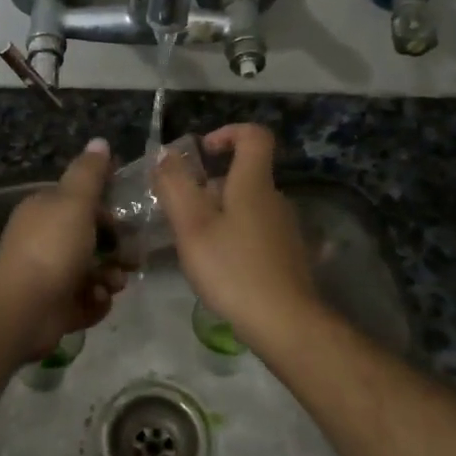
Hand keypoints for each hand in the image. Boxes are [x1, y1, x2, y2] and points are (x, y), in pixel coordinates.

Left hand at [0, 138, 128, 361]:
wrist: (24, 308)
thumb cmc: (52, 247)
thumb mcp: (75, 201)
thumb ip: (90, 173)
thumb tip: (100, 141)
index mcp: (45, 211)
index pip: (83, 203)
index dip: (109, 210)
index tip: (130, 218)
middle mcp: (45, 241)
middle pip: (92, 240)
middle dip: (116, 250)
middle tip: (132, 259)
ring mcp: (49, 276)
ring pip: (94, 272)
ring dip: (109, 277)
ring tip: (112, 284)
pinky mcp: (56, 307)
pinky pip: (87, 301)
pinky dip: (94, 302)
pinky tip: (94, 301)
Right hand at [153, 124, 317, 339]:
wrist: (284, 322)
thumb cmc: (232, 269)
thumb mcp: (192, 226)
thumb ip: (175, 186)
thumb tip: (166, 155)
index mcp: (254, 184)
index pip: (254, 136)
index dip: (228, 133)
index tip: (203, 153)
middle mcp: (276, 199)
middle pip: (245, 176)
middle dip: (211, 186)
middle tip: (182, 213)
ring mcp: (286, 229)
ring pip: (249, 207)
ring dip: (221, 215)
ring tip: (196, 244)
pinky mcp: (289, 255)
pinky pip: (257, 232)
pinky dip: (236, 237)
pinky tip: (221, 266)